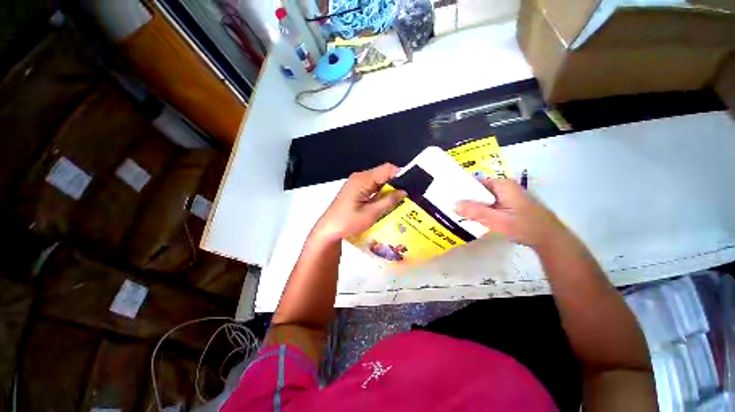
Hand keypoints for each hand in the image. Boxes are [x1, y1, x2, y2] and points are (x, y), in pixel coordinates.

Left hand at [312, 163, 406, 242]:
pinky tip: (388, 202)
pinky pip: (372, 187)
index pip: (387, 169)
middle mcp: (360, 177)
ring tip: (401, 200)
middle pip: (383, 174)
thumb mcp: (371, 214)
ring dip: (389, 189)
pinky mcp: (356, 190)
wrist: (328, 230)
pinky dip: (381, 193)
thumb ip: (388, 201)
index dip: (401, 174)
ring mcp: (357, 183)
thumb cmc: (348, 223)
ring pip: (378, 181)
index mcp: (363, 180)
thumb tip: (404, 191)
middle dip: (396, 183)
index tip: (413, 185)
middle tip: (409, 195)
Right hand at [456, 178, 568, 248]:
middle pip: (477, 190)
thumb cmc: (525, 226)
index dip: (460, 188)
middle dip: (464, 198)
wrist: (549, 238)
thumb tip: (453, 204)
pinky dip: (479, 209)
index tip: (447, 196)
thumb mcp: (498, 220)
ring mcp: (505, 196)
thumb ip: (476, 212)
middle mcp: (503, 187)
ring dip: (471, 205)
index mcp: (502, 185)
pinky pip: (487, 204)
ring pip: (482, 198)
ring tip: (455, 211)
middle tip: (448, 206)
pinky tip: (470, 217)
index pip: (475, 182)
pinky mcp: (506, 204)